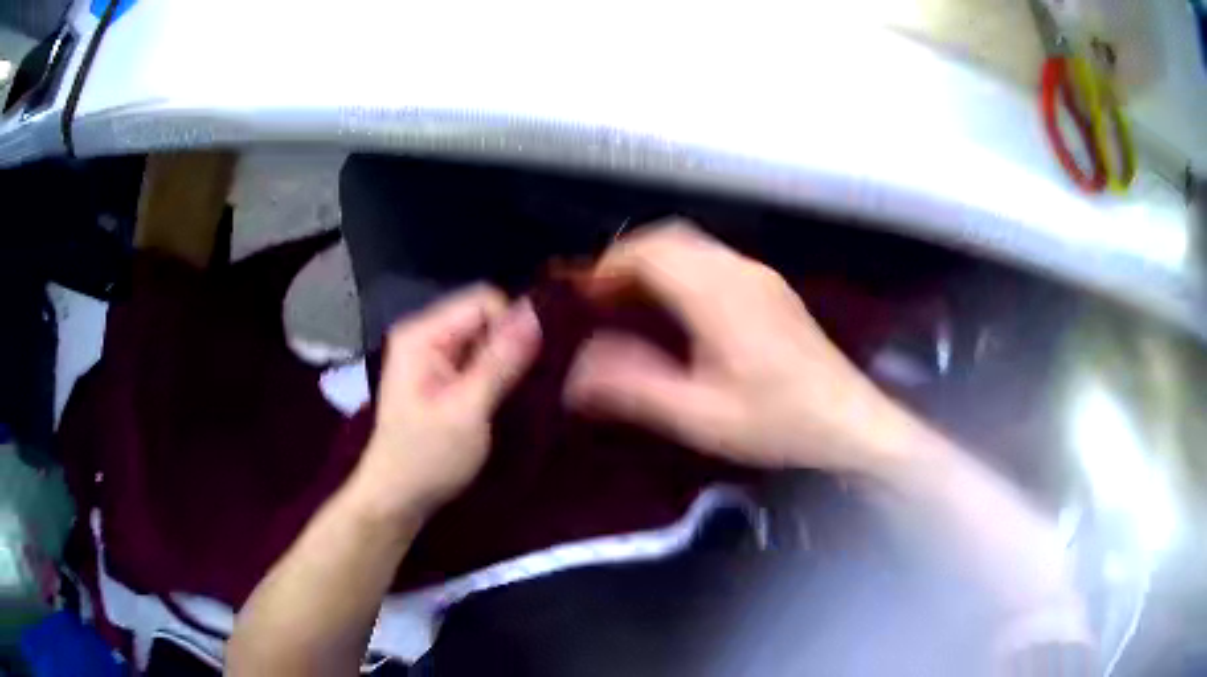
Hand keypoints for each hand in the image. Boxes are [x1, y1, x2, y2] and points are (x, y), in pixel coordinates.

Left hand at [354, 285, 541, 518]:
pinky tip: (510, 396)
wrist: (398, 498)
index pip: (484, 301)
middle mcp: (426, 334)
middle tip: (534, 381)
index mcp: (423, 333)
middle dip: (513, 344)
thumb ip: (501, 360)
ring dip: (509, 361)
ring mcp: (433, 355)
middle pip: (486, 317)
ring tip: (526, 391)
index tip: (533, 365)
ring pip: (487, 339)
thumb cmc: (427, 457)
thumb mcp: (468, 410)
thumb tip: (536, 312)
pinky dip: (499, 374)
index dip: (514, 326)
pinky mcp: (442, 375)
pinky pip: (480, 358)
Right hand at [565, 221, 905, 474]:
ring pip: (693, 245)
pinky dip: (680, 269)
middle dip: (627, 258)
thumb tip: (578, 371)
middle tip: (599, 297)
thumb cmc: (779, 422)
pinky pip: (713, 259)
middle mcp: (740, 271)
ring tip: (629, 301)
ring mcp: (760, 276)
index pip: (652, 252)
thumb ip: (636, 389)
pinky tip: (676, 308)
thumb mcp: (701, 416)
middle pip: (671, 238)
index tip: (583, 293)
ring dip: (654, 262)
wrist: (850, 420)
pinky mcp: (772, 289)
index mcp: (720, 295)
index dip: (609, 264)